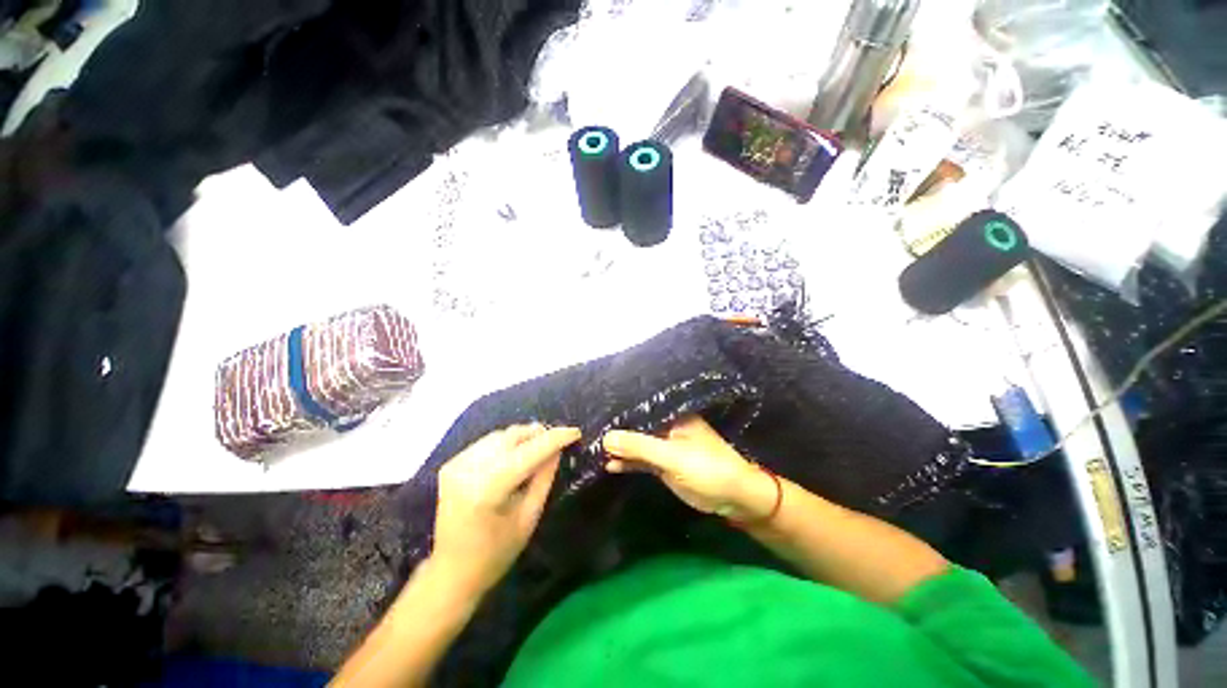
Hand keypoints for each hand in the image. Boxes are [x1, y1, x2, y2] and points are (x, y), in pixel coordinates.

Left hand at [432, 424, 580, 594]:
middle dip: (539, 434)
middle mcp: (468, 470)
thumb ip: (544, 478)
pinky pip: (487, 443)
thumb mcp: (529, 517)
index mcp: (488, 490)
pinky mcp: (451, 464)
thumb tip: (557, 448)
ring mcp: (456, 465)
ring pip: (500, 435)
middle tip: (558, 439)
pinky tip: (515, 456)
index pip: (528, 452)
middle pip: (512, 436)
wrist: (450, 572)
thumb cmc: (496, 554)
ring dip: (523, 437)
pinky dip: (506, 444)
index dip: (554, 438)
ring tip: (539, 447)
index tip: (575, 431)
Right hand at [603, 415, 775, 520]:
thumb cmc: (707, 468)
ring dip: (619, 448)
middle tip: (587, 433)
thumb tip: (607, 437)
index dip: (619, 412)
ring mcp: (663, 446)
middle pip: (636, 426)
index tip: (595, 415)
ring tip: (593, 450)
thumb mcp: (672, 456)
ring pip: (637, 443)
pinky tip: (610, 465)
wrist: (733, 497)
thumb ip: (640, 446)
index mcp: (672, 416)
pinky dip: (627, 462)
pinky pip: (641, 460)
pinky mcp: (663, 464)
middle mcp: (665, 427)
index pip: (640, 409)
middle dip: (616, 431)